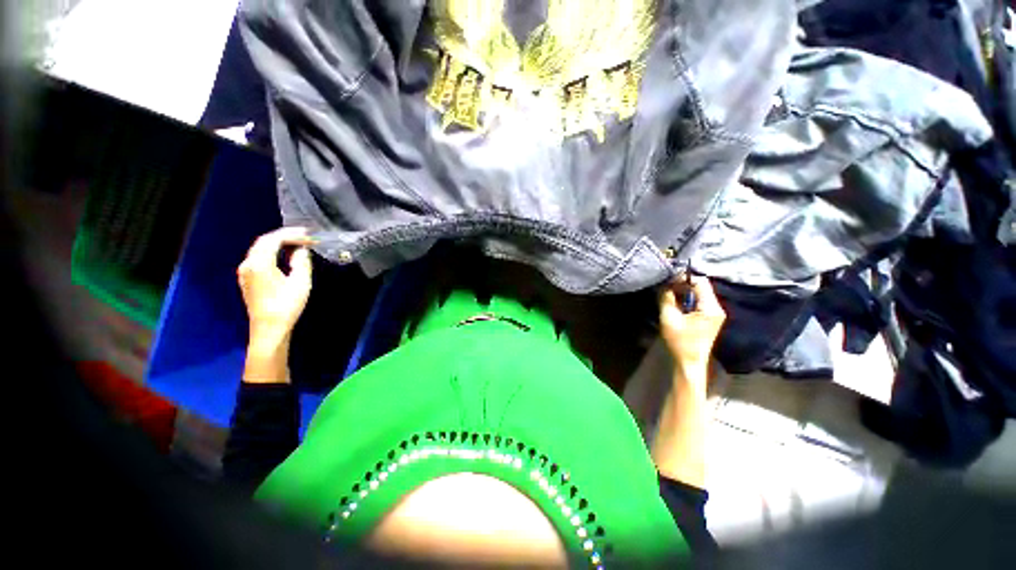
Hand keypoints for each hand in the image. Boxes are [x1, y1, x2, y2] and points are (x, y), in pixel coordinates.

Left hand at [237, 227, 314, 347]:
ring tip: (298, 243)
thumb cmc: (287, 305)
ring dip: (278, 243)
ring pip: (260, 249)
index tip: (309, 234)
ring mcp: (245, 272)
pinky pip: (258, 258)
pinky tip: (285, 255)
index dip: (292, 234)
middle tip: (305, 236)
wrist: (269, 328)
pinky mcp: (247, 279)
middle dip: (285, 236)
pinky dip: (272, 252)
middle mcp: (248, 264)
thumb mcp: (300, 282)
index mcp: (259, 263)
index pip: (273, 239)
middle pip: (264, 242)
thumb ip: (301, 262)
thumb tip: (302, 250)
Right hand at [658, 275, 725, 373]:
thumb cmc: (680, 341)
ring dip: (683, 291)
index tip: (668, 279)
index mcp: (710, 308)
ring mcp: (714, 313)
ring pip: (699, 293)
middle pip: (701, 286)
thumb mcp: (669, 318)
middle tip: (665, 286)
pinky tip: (675, 302)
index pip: (700, 282)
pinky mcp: (709, 317)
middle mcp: (716, 308)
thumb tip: (663, 284)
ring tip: (668, 293)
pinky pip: (698, 301)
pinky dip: (686, 299)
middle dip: (682, 284)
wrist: (690, 362)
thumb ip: (666, 298)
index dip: (683, 278)